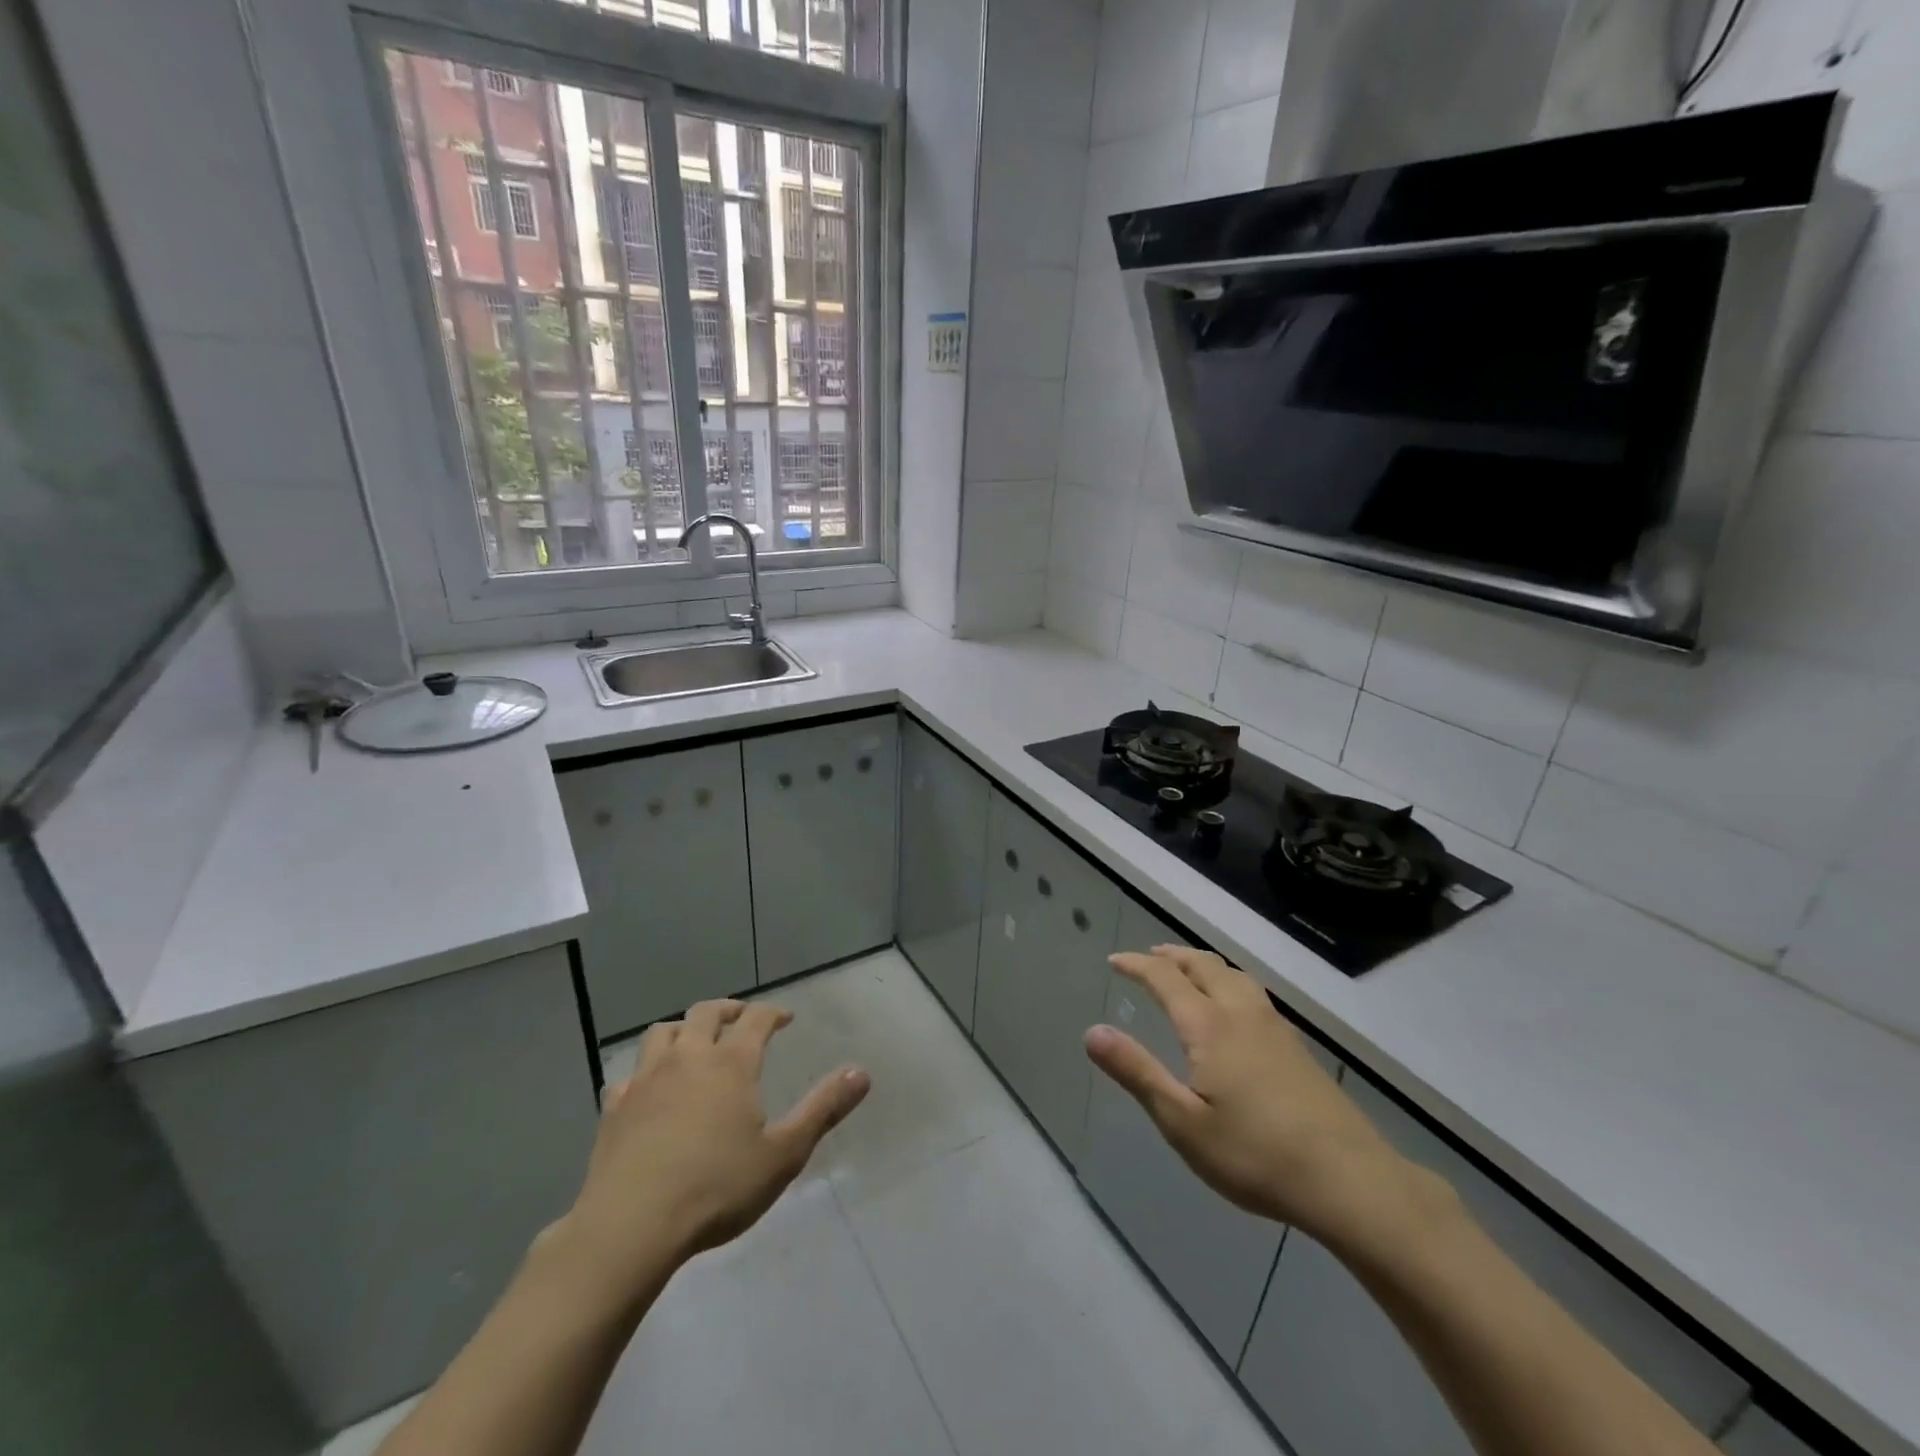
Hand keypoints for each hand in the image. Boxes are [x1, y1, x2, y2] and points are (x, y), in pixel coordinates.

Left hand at [563, 999, 869, 1293]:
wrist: (630, 1227)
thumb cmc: (716, 1188)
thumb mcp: (783, 1154)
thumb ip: (823, 1109)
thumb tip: (861, 1072)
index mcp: (730, 1063)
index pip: (756, 1019)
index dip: (773, 1012)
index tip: (785, 1018)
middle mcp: (688, 1058)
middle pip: (706, 1013)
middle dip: (728, 1010)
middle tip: (741, 1018)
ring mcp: (646, 1080)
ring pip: (661, 1033)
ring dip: (682, 1029)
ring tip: (693, 1042)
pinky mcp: (614, 1108)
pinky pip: (629, 1075)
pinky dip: (644, 1073)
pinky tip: (648, 1090)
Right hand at [1086, 946, 1428, 1252]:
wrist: (1349, 1180)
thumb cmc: (1255, 1154)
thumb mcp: (1183, 1122)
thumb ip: (1137, 1072)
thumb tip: (1092, 1032)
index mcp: (1210, 1026)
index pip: (1166, 978)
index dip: (1138, 965)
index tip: (1115, 961)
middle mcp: (1241, 1014)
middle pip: (1204, 966)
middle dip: (1173, 956)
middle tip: (1150, 956)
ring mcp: (1275, 1028)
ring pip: (1234, 975)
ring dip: (1204, 964)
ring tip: (1189, 969)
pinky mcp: (1297, 1048)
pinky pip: (1253, 992)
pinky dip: (1229, 981)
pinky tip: (1235, 1007)